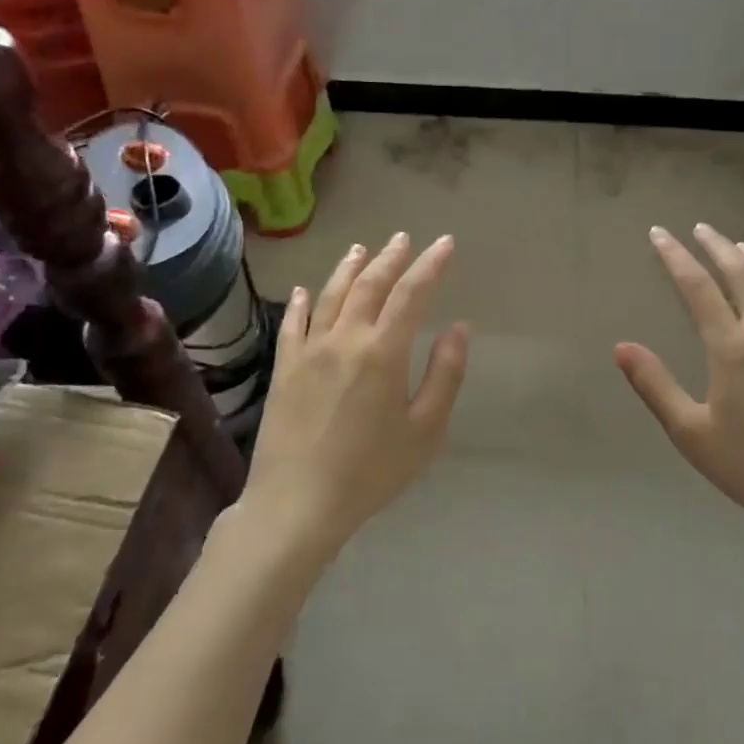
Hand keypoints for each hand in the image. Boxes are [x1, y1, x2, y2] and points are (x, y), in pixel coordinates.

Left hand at [244, 232, 468, 552]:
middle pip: (369, 285)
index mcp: (383, 352)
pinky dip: (302, 302)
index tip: (445, 244)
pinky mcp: (284, 369)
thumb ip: (445, 375)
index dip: (431, 265)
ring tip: (362, 249)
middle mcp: (344, 340)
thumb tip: (459, 329)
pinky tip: (306, 291)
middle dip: (391, 258)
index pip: (412, 294)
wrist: (297, 504)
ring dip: (349, 268)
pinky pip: (293, 324)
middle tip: (405, 239)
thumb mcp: (425, 430)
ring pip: (331, 296)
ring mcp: (308, 352)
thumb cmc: (371, 472)